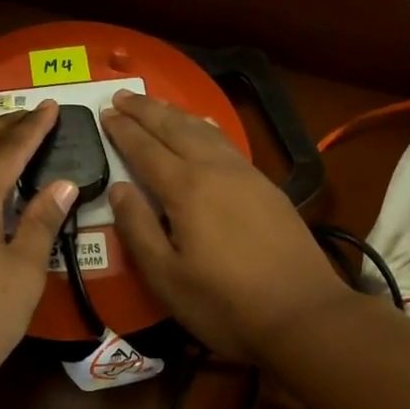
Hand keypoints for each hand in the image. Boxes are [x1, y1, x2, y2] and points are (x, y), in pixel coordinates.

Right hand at [103, 91, 353, 361]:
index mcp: (186, 189)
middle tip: (122, 94)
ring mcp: (246, 174)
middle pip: (175, 128)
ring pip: (205, 130)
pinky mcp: (268, 186)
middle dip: (146, 110)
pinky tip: (204, 127)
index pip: (145, 149)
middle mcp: (216, 170)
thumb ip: (138, 229)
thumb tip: (118, 188)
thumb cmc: (225, 303)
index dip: (123, 130)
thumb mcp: (166, 277)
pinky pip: (227, 142)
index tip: (105, 111)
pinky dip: (206, 127)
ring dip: (175, 113)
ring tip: (155, 104)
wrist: (304, 314)